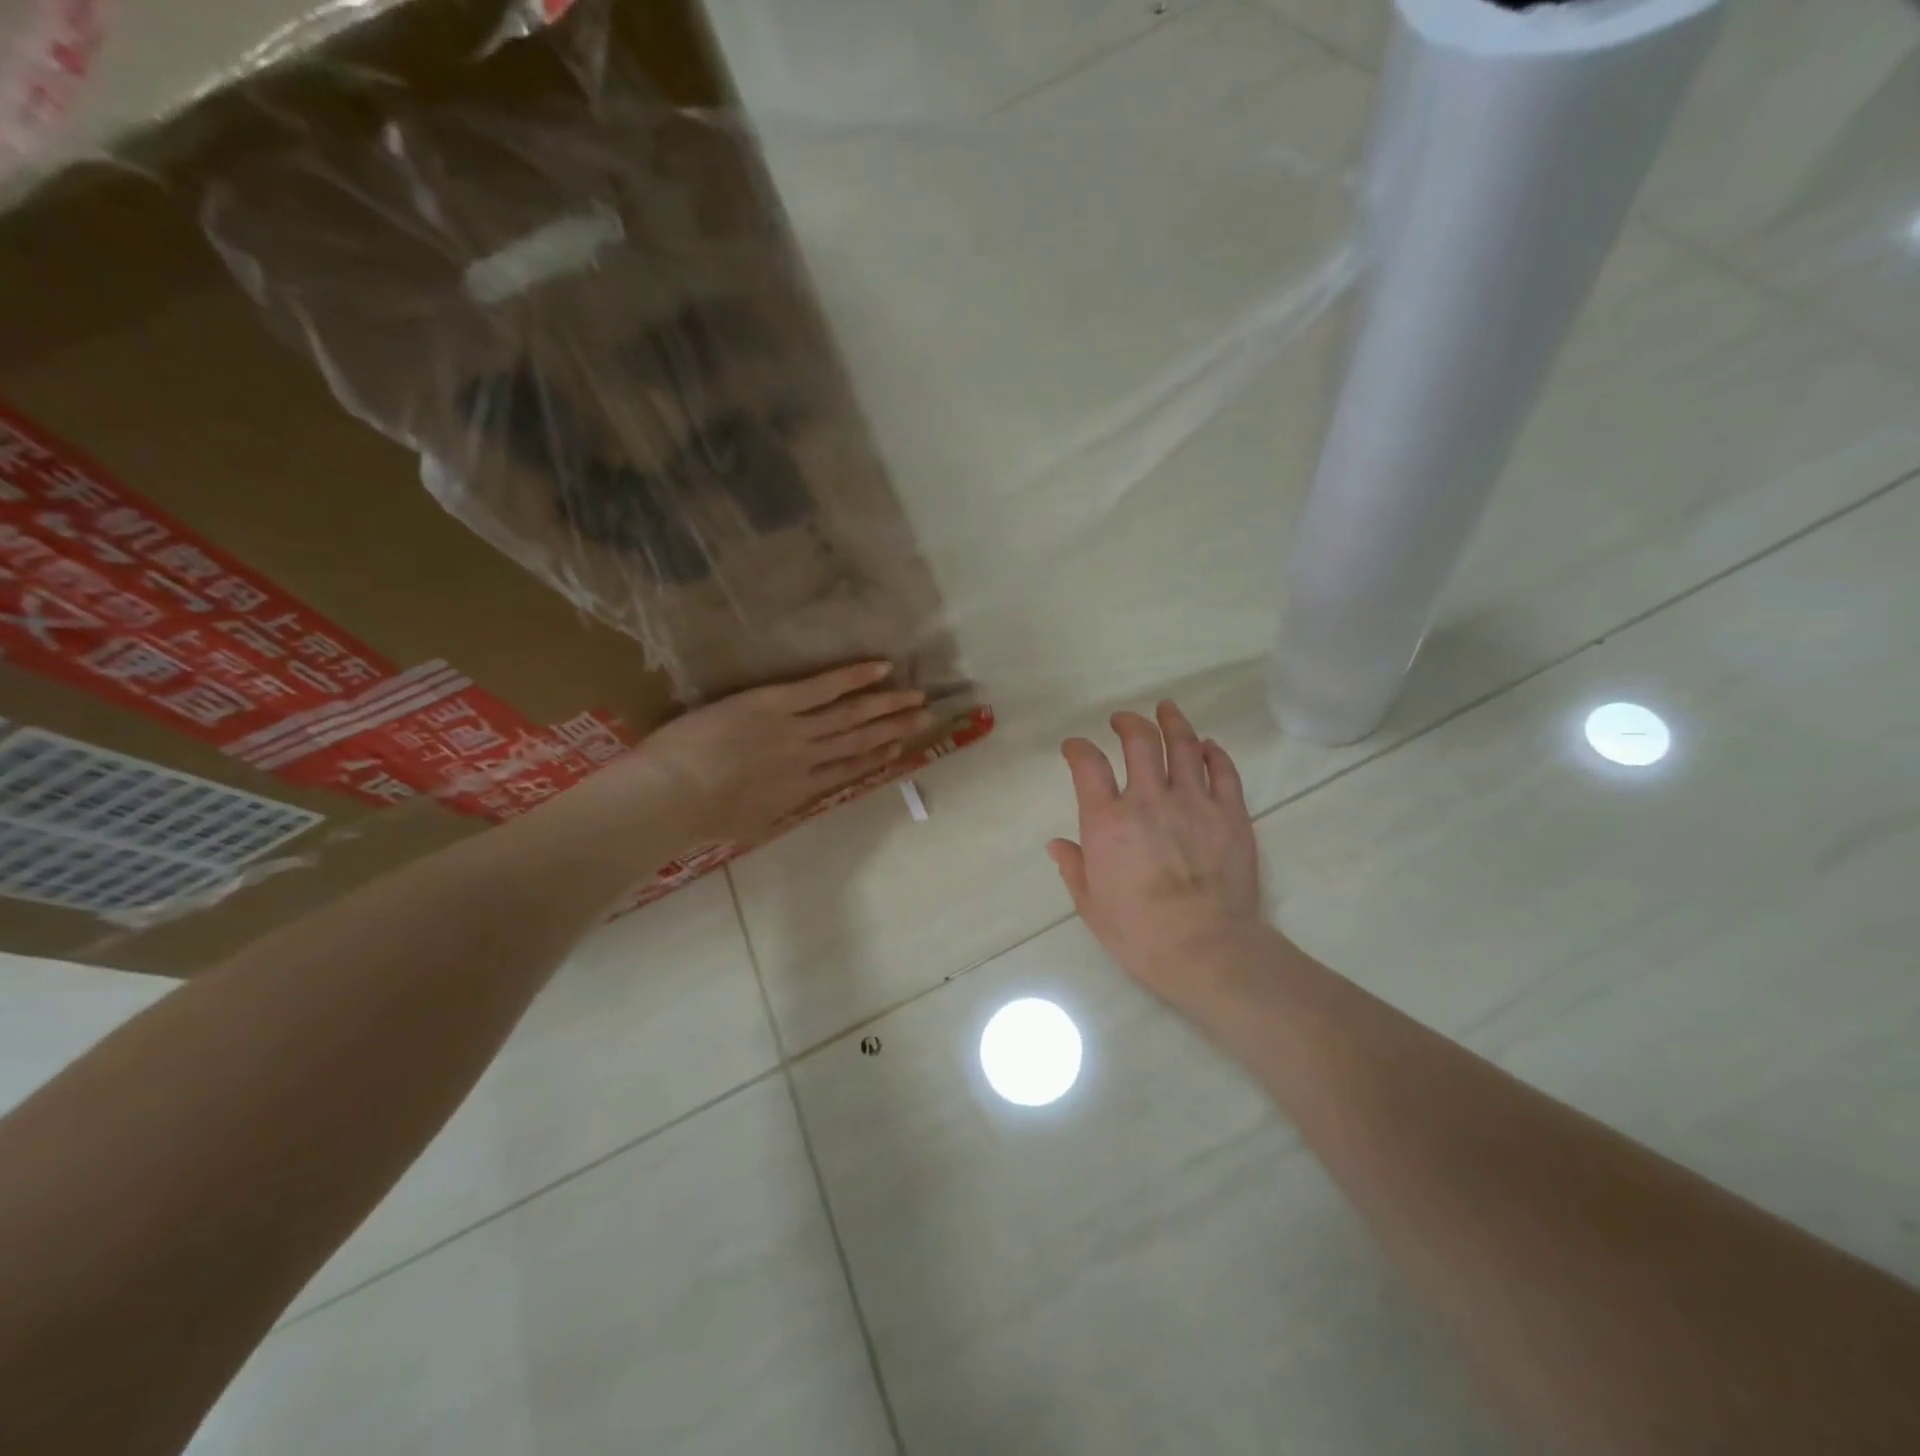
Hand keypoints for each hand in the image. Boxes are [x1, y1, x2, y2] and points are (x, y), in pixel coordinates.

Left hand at [598, 662, 931, 846]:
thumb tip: (783, 804)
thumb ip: (772, 809)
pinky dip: (855, 677)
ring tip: (916, 696)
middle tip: (925, 716)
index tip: (896, 748)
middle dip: (894, 729)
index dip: (875, 758)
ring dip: (887, 705)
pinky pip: (825, 687)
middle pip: (859, 741)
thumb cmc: (697, 816)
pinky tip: (881, 667)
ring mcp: (796, 730)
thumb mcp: (746, 823)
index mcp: (798, 792)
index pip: (846, 771)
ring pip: (852, 715)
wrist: (674, 795)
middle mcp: (808, 760)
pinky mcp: (777, 703)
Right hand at [1049, 701, 1265, 1004]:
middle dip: (1128, 723)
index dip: (1078, 749)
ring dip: (1172, 722)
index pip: (1088, 765)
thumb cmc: (1139, 933)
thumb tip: (1058, 845)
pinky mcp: (1230, 814)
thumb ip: (1074, 868)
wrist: (1205, 948)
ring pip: (1184, 746)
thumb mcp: (1091, 906)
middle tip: (1123, 719)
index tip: (1074, 747)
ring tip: (1167, 709)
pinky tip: (1208, 745)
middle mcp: (1148, 800)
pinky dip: (1214, 753)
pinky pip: (1223, 772)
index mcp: (1107, 821)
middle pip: (1139, 741)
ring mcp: (1193, 802)